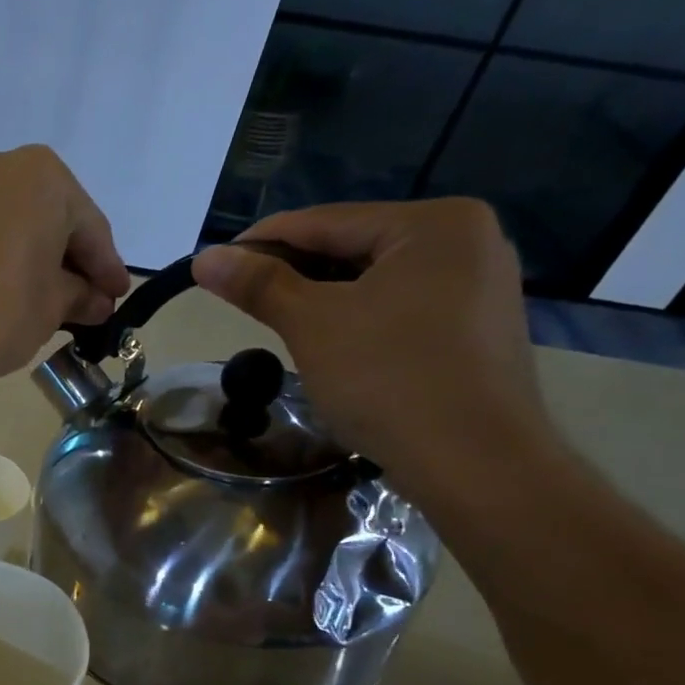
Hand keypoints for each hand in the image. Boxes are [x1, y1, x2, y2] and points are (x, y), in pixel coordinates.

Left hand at [0, 145, 131, 389]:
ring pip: (13, 223)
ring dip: (35, 258)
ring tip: (48, 301)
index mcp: (43, 176)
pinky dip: (1, 256)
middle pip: (51, 217)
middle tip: (86, 302)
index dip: (107, 269)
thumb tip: (95, 300)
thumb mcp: (52, 308)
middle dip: (70, 261)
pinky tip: (8, 289)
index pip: (90, 227)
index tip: (117, 297)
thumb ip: (80, 296)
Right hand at [192, 199, 558, 503]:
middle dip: (295, 274)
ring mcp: (480, 289)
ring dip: (324, 301)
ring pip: (378, 284)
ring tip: (278, 324)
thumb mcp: (313, 325)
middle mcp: (468, 242)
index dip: (263, 241)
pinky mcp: (476, 333)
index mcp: (434, 223)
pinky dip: (360, 323)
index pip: (327, 221)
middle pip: (355, 248)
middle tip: (242, 300)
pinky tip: (332, 348)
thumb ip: (259, 285)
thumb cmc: (389, 379)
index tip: (215, 263)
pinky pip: (402, 312)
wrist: (475, 462)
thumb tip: (205, 257)